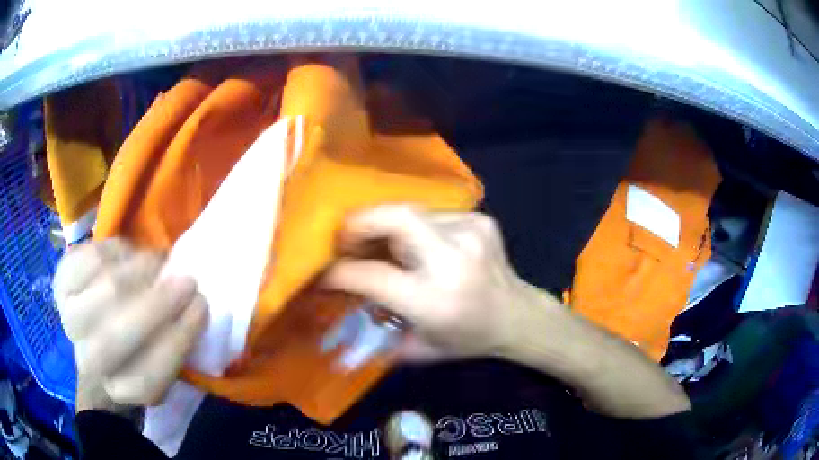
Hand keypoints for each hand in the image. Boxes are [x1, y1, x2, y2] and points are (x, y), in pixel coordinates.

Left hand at [53, 239, 207, 410]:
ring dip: (142, 270)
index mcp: (117, 389)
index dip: (175, 343)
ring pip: (107, 288)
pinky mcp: (62, 277)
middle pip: (115, 337)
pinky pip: (94, 255)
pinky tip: (130, 254)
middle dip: (157, 305)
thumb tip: (192, 304)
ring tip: (158, 264)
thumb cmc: (135, 348)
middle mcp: (86, 359)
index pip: (145, 380)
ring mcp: (68, 316)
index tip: (202, 309)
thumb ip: (174, 345)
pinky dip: (120, 250)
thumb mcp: (160, 361)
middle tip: (186, 281)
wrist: (94, 327)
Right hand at [322, 205, 559, 360]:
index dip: (342, 271)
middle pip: (397, 217)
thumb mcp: (418, 349)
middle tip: (346, 237)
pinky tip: (421, 246)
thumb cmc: (467, 339)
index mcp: (434, 301)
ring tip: (381, 245)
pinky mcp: (480, 221)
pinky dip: (417, 229)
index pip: (374, 275)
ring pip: (412, 212)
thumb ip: (375, 329)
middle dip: (361, 221)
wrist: (518, 316)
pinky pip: (434, 216)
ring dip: (388, 227)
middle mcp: (453, 261)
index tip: (324, 271)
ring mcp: (470, 234)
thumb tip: (341, 300)